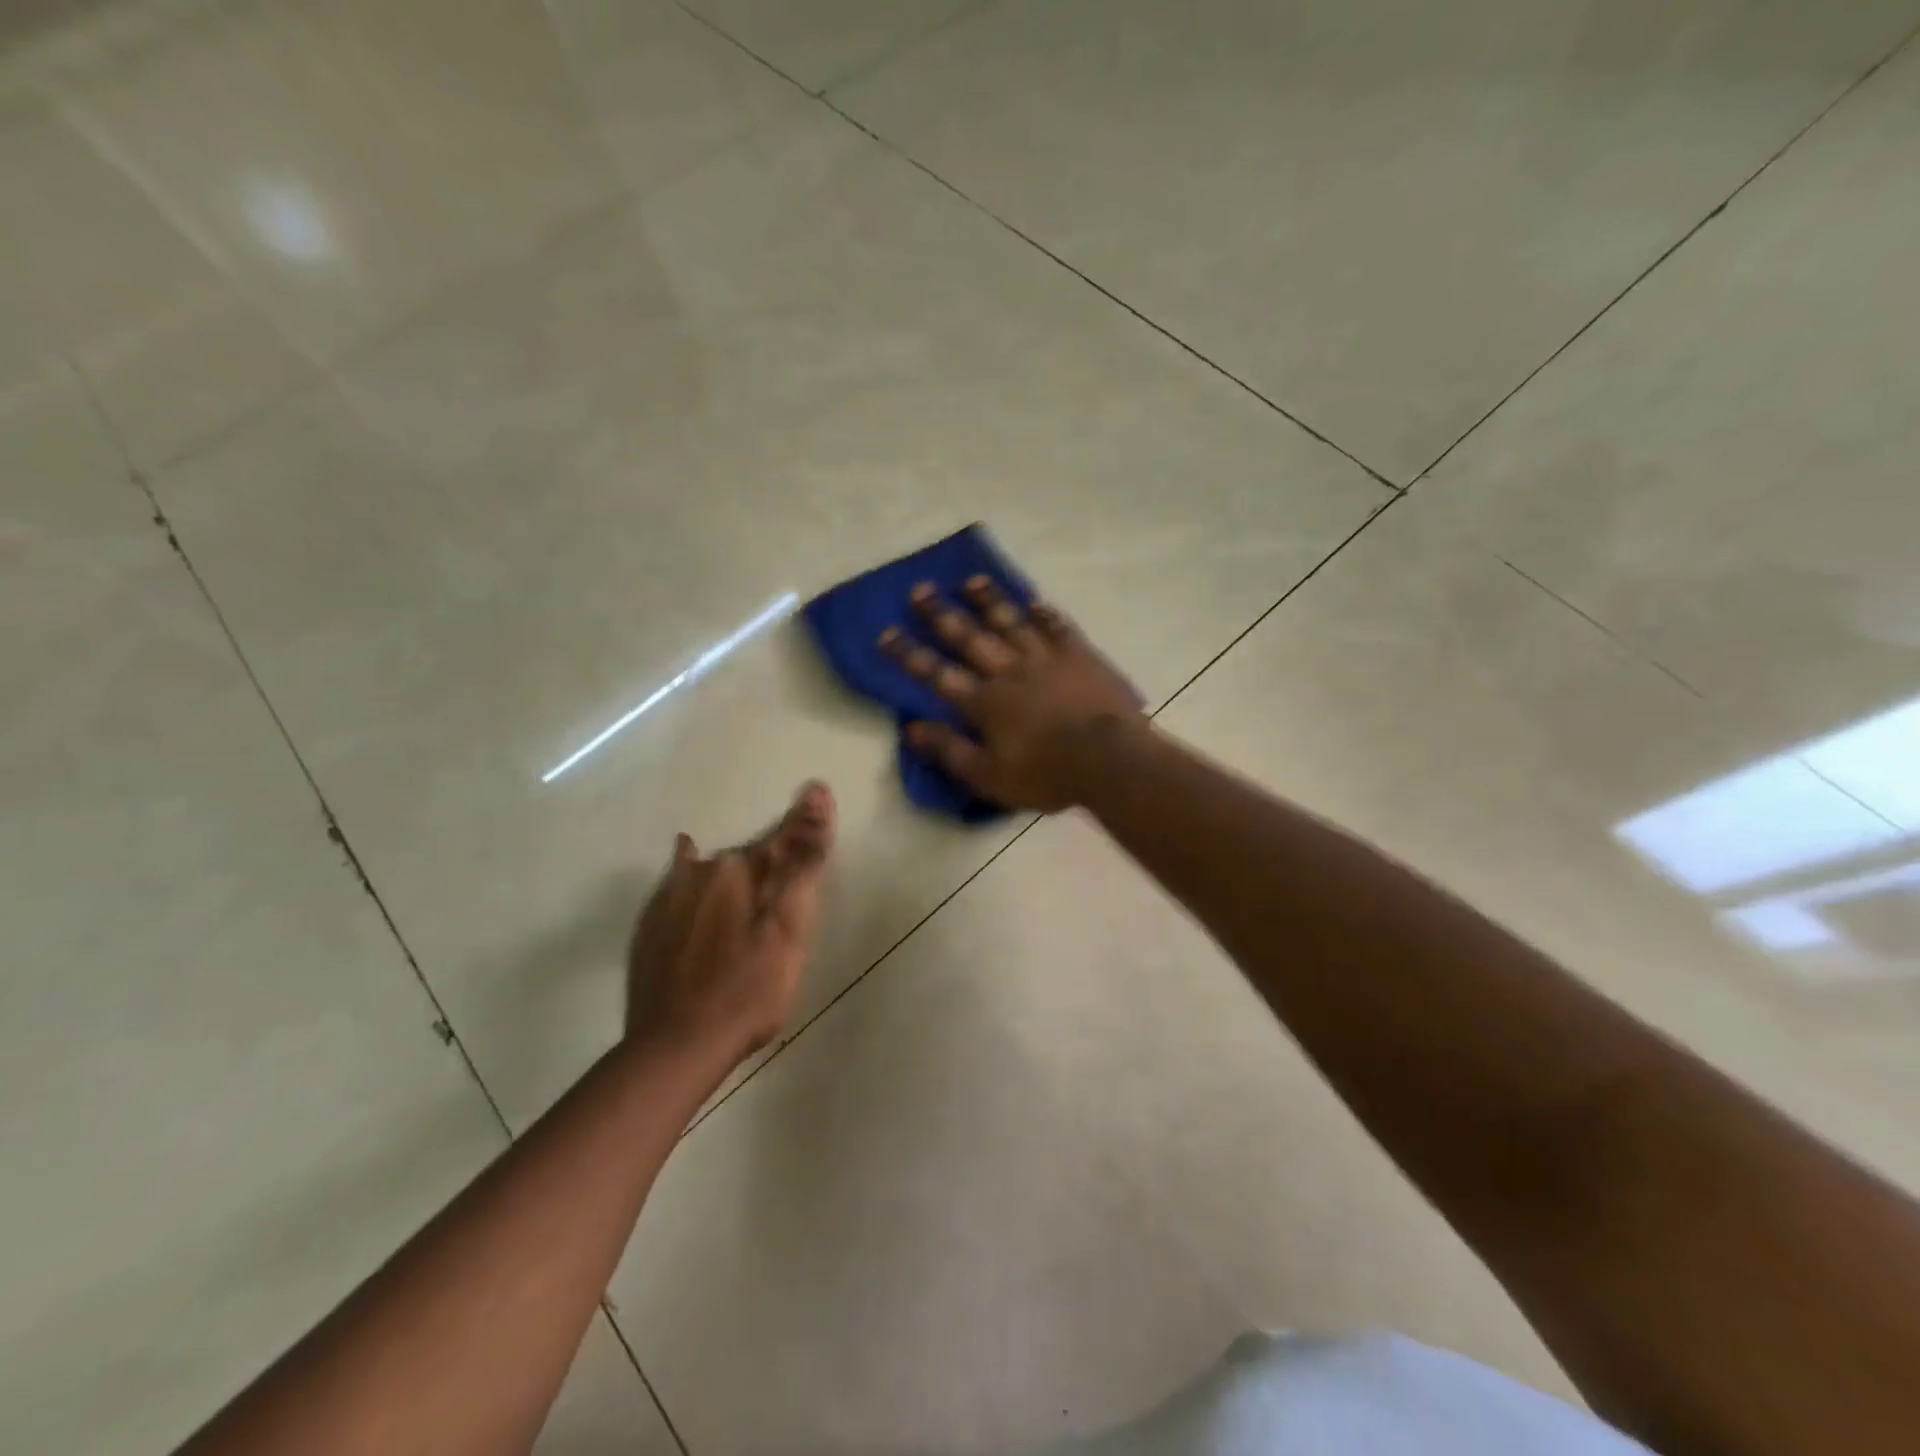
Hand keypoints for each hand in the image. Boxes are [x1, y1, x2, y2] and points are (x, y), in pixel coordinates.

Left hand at [625, 782, 835, 1067]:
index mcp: (736, 869)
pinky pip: (679, 887)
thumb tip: (815, 795)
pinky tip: (688, 857)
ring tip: (749, 874)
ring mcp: (668, 899)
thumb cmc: (747, 991)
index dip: (806, 825)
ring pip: (712, 871)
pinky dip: (694, 877)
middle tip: (792, 870)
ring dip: (735, 870)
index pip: (782, 839)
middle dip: (771, 859)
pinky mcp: (650, 927)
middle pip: (747, 857)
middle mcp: (698, 872)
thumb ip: (803, 863)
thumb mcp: (789, 928)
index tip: (820, 793)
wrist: (674, 1048)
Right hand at [879, 576, 1142, 811]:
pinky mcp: (1079, 655)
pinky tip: (1033, 600)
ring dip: (988, 601)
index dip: (909, 654)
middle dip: (940, 614)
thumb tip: (912, 728)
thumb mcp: (989, 777)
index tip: (885, 633)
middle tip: (919, 589)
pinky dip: (1043, 613)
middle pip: (969, 637)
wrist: (1109, 760)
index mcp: (984, 702)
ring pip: (1010, 621)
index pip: (936, 674)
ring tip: (970, 582)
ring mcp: (1045, 658)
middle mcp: (1008, 670)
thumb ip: (950, 751)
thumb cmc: (1046, 774)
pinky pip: (1057, 626)